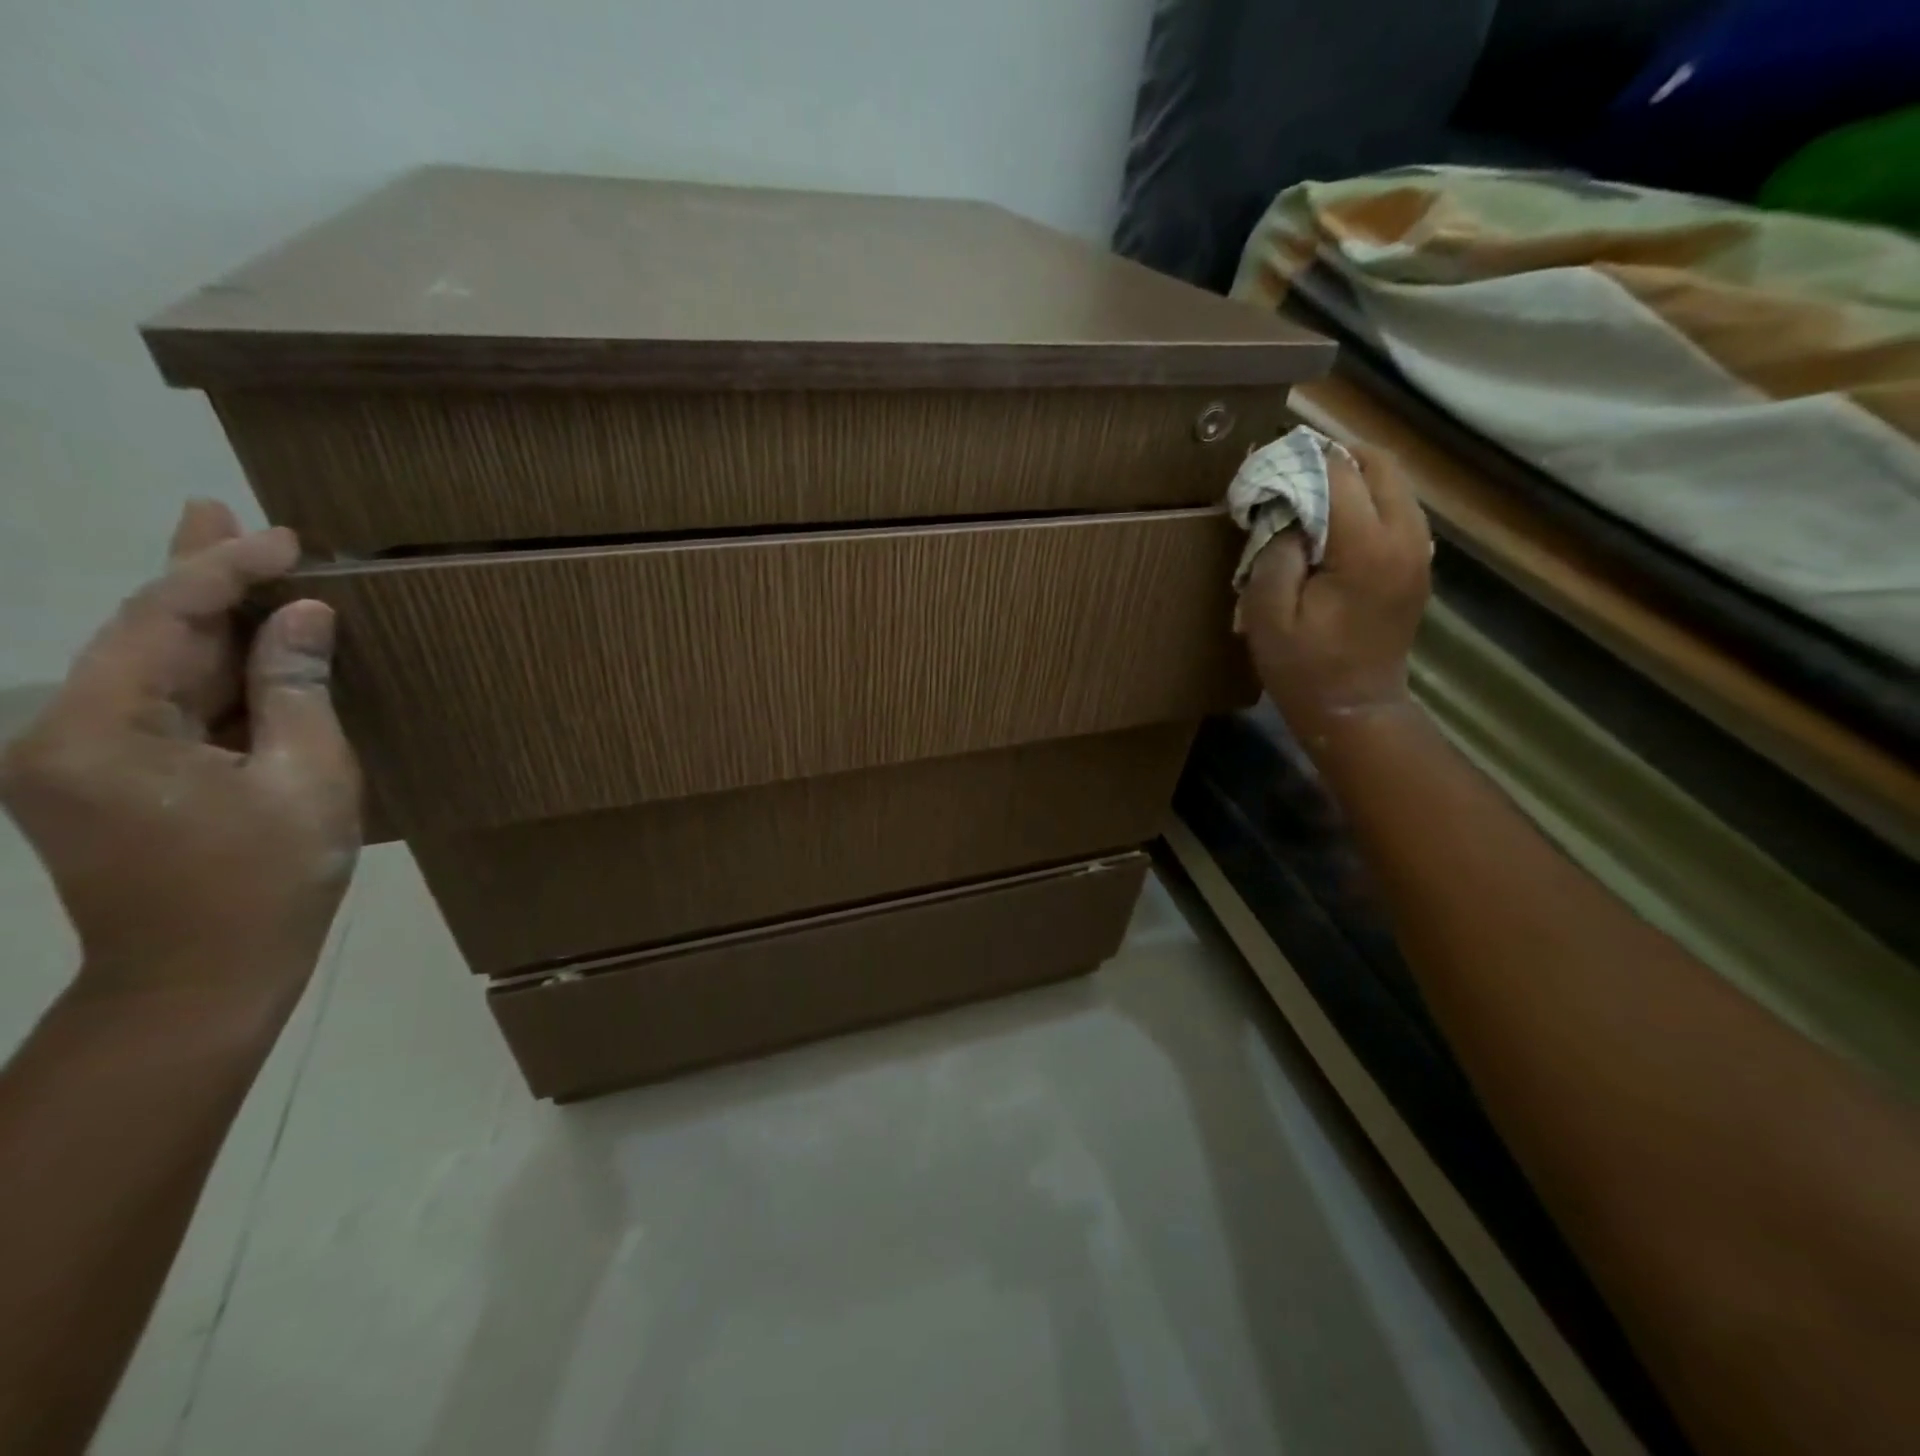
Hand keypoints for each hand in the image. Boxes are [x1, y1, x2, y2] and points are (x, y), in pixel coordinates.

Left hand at [1, 502, 360, 1007]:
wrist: (201, 979)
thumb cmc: (266, 881)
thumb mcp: (305, 779)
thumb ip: (297, 690)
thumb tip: (304, 616)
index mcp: (100, 732)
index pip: (162, 621)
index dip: (225, 570)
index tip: (286, 539)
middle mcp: (61, 733)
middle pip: (138, 634)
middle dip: (192, 575)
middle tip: (217, 509)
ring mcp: (76, 759)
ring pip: (149, 668)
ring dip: (203, 621)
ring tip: (240, 563)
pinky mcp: (105, 781)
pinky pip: (160, 706)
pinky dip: (207, 671)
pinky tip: (243, 647)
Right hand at [1235, 442, 1432, 748]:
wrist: (1355, 710)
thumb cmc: (1304, 669)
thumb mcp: (1268, 616)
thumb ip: (1274, 554)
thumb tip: (1285, 513)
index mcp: (1367, 549)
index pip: (1339, 473)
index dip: (1300, 458)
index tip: (1265, 460)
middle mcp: (1406, 538)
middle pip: (1381, 464)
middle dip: (1335, 454)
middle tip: (1290, 464)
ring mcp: (1420, 551)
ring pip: (1395, 482)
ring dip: (1353, 474)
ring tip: (1309, 485)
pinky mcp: (1418, 564)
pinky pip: (1398, 508)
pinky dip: (1367, 497)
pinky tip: (1333, 517)